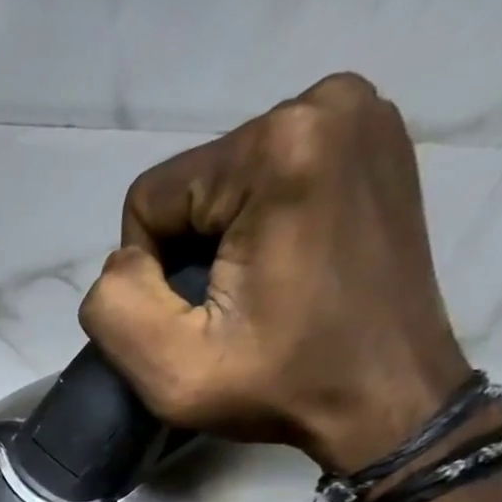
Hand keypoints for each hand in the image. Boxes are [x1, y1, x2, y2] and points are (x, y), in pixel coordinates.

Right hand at [77, 72, 477, 474]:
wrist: (387, 397)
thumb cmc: (281, 386)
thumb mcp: (171, 372)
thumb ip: (113, 306)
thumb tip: (123, 263)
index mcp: (276, 147)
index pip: (150, 198)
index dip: (152, 271)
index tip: (200, 317)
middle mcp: (325, 104)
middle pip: (192, 184)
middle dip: (191, 250)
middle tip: (231, 309)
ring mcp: (361, 113)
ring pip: (227, 180)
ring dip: (223, 239)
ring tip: (261, 290)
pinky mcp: (376, 138)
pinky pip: (272, 175)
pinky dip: (262, 221)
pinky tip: (287, 264)